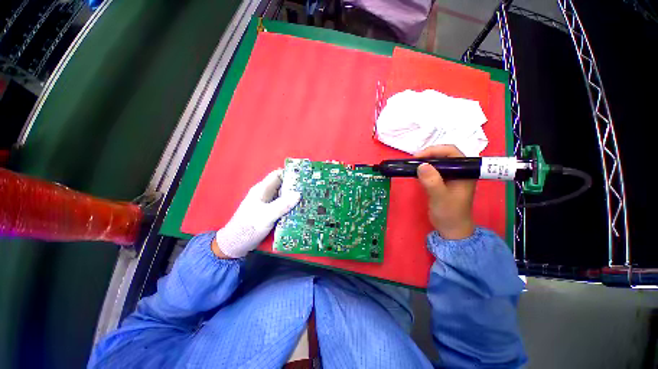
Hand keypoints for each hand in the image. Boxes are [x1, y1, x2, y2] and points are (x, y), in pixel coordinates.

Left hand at [212, 169, 300, 257]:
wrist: (236, 244)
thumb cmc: (248, 227)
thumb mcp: (267, 215)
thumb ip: (282, 205)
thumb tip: (299, 194)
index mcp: (262, 190)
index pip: (277, 175)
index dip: (289, 174)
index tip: (303, 176)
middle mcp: (265, 194)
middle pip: (282, 186)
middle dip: (295, 186)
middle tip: (309, 189)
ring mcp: (268, 204)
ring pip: (283, 196)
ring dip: (294, 197)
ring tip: (308, 198)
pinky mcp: (270, 213)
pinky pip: (283, 205)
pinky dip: (290, 206)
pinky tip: (299, 209)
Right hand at [415, 145, 475, 239]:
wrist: (451, 229)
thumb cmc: (449, 213)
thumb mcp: (440, 197)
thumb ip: (432, 181)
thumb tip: (421, 165)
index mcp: (465, 172)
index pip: (452, 153)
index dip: (435, 151)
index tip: (418, 157)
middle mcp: (460, 171)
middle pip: (445, 155)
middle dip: (429, 155)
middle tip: (414, 160)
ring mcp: (451, 176)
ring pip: (438, 162)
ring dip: (426, 161)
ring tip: (413, 165)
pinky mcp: (443, 181)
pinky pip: (434, 170)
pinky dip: (425, 169)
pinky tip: (416, 172)